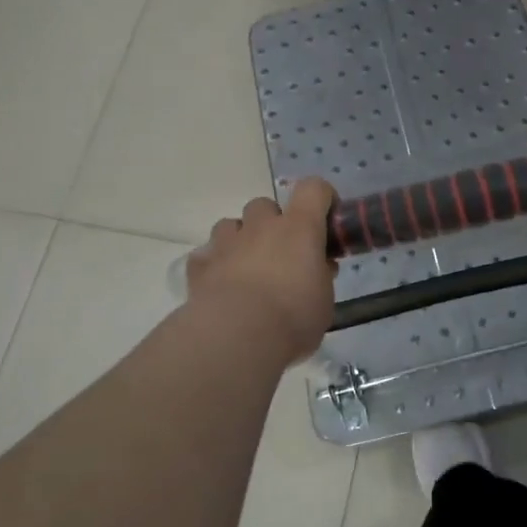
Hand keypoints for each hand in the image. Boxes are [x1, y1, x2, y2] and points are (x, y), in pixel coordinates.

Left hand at [186, 180, 337, 360]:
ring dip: (240, 240)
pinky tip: (220, 287)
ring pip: (230, 225)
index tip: (325, 221)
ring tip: (248, 270)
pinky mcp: (200, 266)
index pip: (313, 189)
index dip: (321, 198)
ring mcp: (226, 243)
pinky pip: (206, 256)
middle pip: (265, 205)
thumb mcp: (324, 301)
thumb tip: (319, 268)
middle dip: (272, 223)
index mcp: (299, 228)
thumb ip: (321, 277)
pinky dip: (214, 266)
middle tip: (282, 255)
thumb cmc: (292, 318)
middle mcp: (261, 226)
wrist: (236, 337)